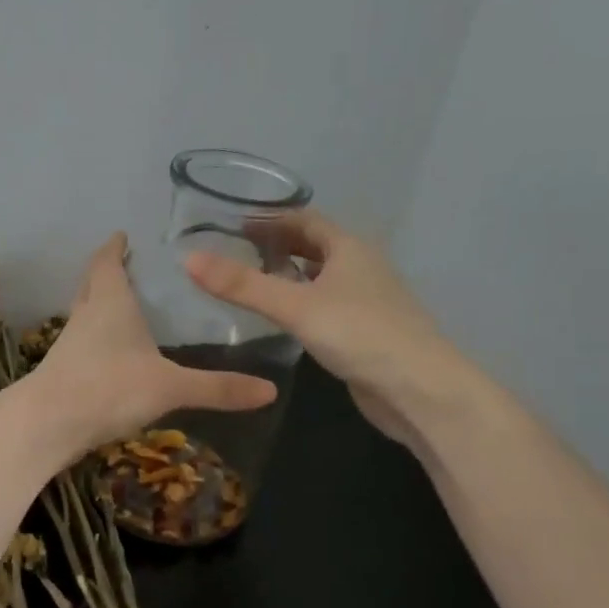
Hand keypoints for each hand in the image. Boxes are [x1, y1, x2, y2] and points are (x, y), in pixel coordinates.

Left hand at [31, 233, 276, 451]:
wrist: (48, 424)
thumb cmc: (109, 388)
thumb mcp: (170, 386)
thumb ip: (218, 388)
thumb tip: (270, 391)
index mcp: (110, 302)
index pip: (107, 263)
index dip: (114, 248)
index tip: (121, 235)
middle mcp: (86, 315)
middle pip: (91, 283)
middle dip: (106, 271)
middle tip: (126, 265)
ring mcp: (70, 343)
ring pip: (84, 312)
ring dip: (99, 304)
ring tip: (123, 306)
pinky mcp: (62, 370)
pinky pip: (81, 342)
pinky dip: (95, 338)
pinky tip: (111, 354)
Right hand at [186, 211, 456, 448]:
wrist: (419, 390)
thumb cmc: (360, 334)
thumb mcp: (295, 306)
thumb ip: (242, 285)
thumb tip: (189, 258)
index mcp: (349, 248)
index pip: (304, 219)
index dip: (270, 218)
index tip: (232, 224)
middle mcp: (360, 267)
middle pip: (314, 246)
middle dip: (278, 245)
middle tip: (235, 252)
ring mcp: (366, 300)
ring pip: (321, 277)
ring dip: (290, 275)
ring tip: (251, 282)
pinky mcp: (365, 331)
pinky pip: (326, 306)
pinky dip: (302, 303)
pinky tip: (282, 320)